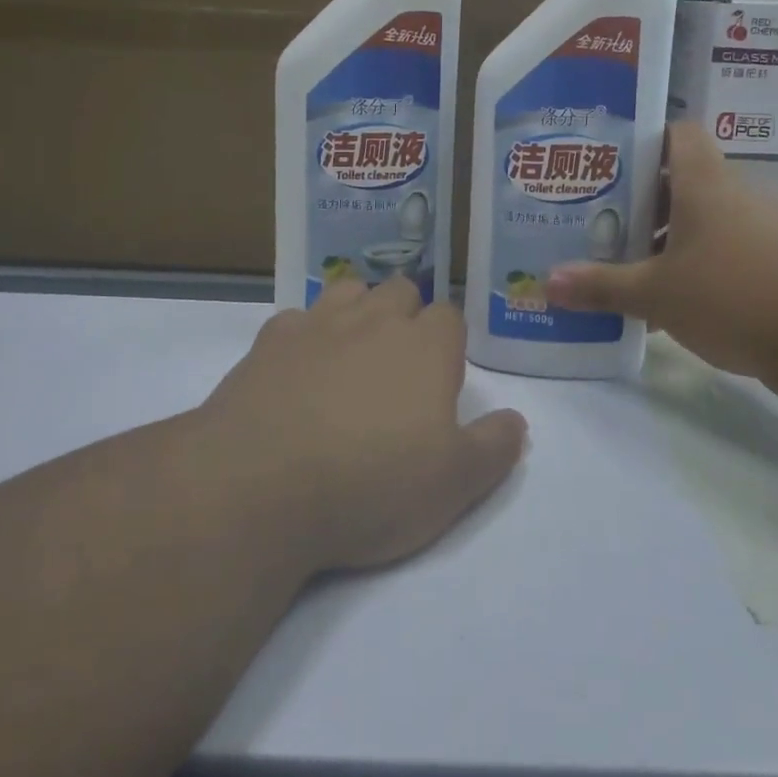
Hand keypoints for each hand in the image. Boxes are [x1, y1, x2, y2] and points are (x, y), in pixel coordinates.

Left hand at [198, 279, 527, 575]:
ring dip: (358, 311)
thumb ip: (494, 448)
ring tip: (352, 355)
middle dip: (406, 315)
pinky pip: (296, 319)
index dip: (449, 342)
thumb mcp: (453, 485)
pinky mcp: (269, 341)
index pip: (450, 316)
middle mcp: (374, 320)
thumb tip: (517, 421)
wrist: (259, 486)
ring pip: (349, 290)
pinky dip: (304, 335)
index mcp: (426, 346)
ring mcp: (318, 324)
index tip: (442, 378)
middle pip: (401, 291)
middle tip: (399, 367)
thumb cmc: (370, 485)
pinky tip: (298, 370)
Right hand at [544, 122, 777, 378]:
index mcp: (703, 181)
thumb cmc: (732, 294)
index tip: (605, 164)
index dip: (642, 141)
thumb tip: (547, 282)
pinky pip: (720, 252)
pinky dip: (691, 267)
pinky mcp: (772, 264)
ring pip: (699, 220)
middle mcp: (732, 194)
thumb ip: (602, 285)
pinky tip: (664, 301)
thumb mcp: (656, 293)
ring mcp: (757, 229)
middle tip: (597, 220)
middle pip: (679, 180)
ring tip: (622, 262)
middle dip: (639, 201)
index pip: (676, 133)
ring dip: (664, 239)